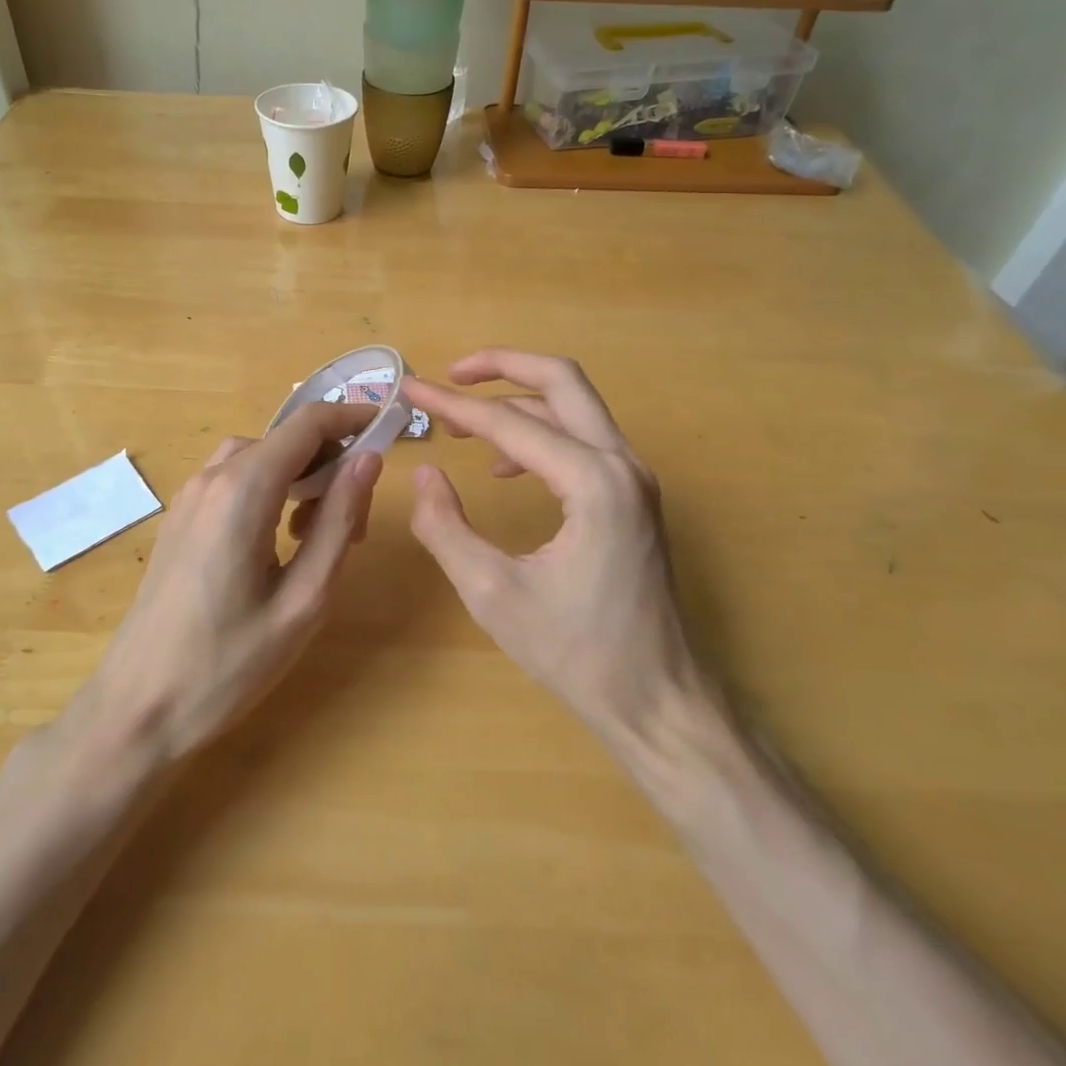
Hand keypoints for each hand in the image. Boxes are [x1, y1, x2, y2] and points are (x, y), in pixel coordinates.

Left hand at [78, 403, 381, 761]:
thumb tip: (369, 460)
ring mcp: (189, 497)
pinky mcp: (179, 519)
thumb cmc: (228, 663)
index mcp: (244, 490)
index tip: (388, 430)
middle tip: (357, 521)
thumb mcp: (304, 598)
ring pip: (259, 458)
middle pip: (285, 439)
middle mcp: (212, 478)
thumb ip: (338, 521)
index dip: (353, 417)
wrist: (136, 709)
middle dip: (330, 462)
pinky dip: (269, 490)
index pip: (308, 423)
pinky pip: (234, 480)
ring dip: (299, 476)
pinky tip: (278, 542)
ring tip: (319, 534)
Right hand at [403, 351, 712, 752]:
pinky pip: (583, 440)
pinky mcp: (632, 496)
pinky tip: (504, 468)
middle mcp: (622, 464)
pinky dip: (540, 434)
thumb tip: (425, 475)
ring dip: (518, 400)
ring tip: (463, 423)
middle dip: (502, 366)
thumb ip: (447, 528)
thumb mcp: (492, 594)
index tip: (409, 389)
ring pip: (574, 407)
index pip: (509, 423)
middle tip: (450, 375)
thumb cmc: (576, 652)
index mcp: (592, 483)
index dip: (453, 404)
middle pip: (561, 380)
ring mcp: (634, 478)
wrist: (656, 699)